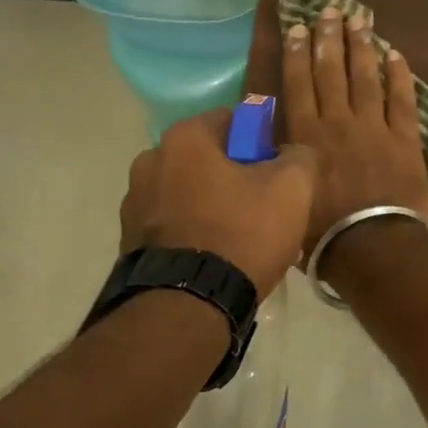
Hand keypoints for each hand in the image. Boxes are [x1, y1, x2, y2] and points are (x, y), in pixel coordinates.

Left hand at [119, 109, 316, 297]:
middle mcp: (149, 162)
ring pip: (188, 194)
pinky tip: (216, 261)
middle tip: (263, 210)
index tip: (275, 173)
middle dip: (234, 178)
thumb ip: (299, 157)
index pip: (231, 121)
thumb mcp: (292, 188)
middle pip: (207, 159)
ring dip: (211, 207)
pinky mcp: (129, 243)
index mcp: (184, 139)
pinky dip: (192, 235)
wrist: (188, 307)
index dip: (259, 143)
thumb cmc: (241, 233)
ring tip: (240, 243)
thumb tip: (291, 154)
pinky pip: (172, 226)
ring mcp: (133, 205)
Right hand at [281, 7, 427, 259]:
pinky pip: (402, 100)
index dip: (297, 53)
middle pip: (331, 72)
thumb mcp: (290, 195)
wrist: (371, 244)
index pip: (299, 84)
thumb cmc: (323, 230)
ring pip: (365, 78)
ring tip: (359, 20)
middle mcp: (338, 122)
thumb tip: (278, 147)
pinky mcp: (404, 139)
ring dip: (361, 47)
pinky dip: (399, 77)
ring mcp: (374, 127)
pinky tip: (395, 55)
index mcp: (307, 135)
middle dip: (328, 39)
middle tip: (329, 12)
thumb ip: (286, 164)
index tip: (297, 28)